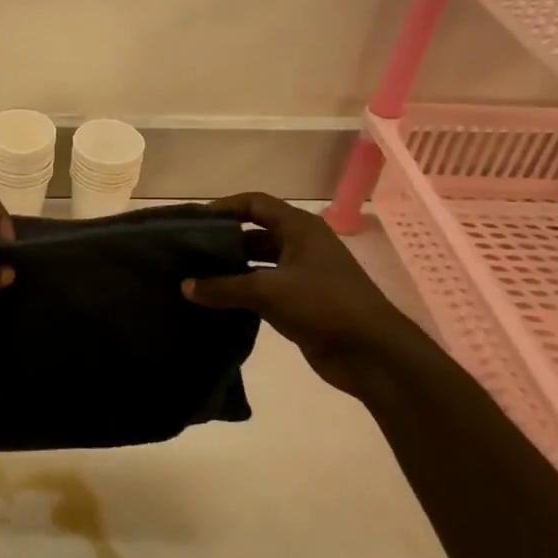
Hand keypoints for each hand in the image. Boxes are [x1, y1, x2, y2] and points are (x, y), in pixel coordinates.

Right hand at [182, 192, 422, 392]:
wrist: (372, 353)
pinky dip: (241, 292)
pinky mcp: (300, 301)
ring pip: (257, 263)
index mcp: (299, 228)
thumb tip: (185, 286)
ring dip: (230, 270)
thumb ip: (223, 287)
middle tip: (188, 253)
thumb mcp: (268, 290)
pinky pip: (263, 288)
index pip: (254, 203)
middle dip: (223, 242)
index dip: (224, 208)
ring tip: (194, 278)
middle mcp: (300, 244)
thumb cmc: (323, 305)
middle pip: (254, 233)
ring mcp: (302, 274)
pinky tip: (215, 302)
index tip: (193, 222)